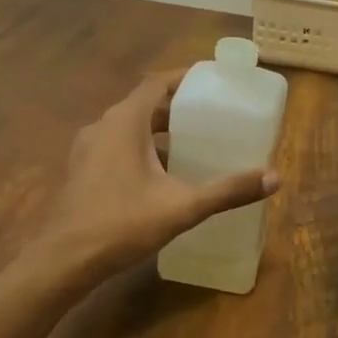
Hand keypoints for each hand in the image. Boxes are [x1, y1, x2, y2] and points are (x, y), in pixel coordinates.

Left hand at [38, 69, 278, 277]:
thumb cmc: (122, 223)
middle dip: (176, 107)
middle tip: (209, 114)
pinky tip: (160, 174)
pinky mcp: (82, 169)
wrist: (63, 260)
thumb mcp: (182, 206)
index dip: (184, 77)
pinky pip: (116, 145)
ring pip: (128, 126)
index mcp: (125, 122)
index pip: (157, 83)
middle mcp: (103, 126)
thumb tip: (274, 177)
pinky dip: (140, 147)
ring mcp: (88, 148)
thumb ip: (227, 190)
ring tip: (191, 141)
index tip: (211, 79)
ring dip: (157, 129)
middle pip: (144, 104)